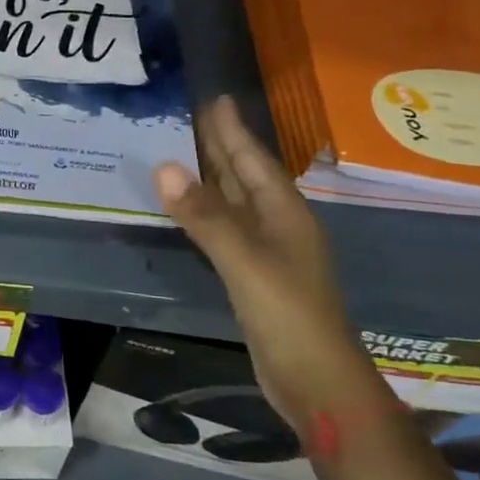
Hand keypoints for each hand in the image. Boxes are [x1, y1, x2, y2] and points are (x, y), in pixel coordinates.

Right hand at [154, 96, 387, 428]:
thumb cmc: (288, 314)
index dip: (233, 129)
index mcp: (284, 213)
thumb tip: (163, 167)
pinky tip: (192, 209)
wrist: (317, 381)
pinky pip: (226, 229)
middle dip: (222, 145)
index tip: (215, 97)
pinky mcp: (254, 275)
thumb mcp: (245, 261)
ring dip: (213, 176)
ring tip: (186, 152)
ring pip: (235, 202)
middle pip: (245, 175)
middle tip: (194, 115)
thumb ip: (205, 215)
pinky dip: (207, 211)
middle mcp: (278, 225)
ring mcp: (268, 251)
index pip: (253, 159)